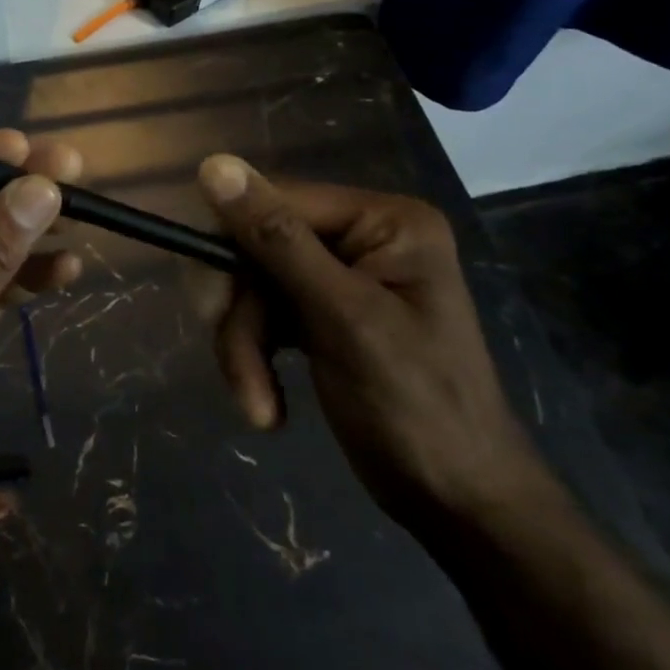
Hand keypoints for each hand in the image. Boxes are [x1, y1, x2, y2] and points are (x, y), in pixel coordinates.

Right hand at [193, 155, 546, 533]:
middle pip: (258, 247)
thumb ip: (277, 239)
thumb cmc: (417, 408)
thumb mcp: (342, 318)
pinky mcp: (323, 315)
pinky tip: (267, 405)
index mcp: (383, 221)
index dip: (232, 246)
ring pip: (253, 288)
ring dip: (244, 348)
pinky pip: (265, 316)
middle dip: (241, 313)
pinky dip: (255, 360)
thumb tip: (213, 163)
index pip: (277, 202)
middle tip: (236, 365)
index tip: (210, 304)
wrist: (459, 506)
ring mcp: (341, 278)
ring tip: (257, 405)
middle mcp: (361, 237)